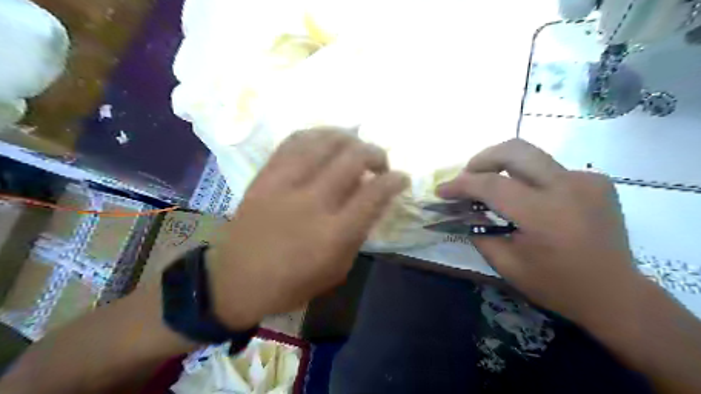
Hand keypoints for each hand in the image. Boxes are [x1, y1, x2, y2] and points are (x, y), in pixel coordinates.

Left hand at [206, 127, 408, 328]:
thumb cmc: (291, 284)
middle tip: (380, 163)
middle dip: (376, 153)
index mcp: (334, 233)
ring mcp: (285, 184)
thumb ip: (357, 232)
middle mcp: (313, 202)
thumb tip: (371, 199)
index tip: (401, 178)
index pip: (375, 193)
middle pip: (353, 158)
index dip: (395, 180)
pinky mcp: (265, 176)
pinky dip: (316, 135)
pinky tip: (325, 140)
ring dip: (348, 138)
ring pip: (324, 142)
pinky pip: (293, 142)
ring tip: (356, 146)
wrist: (235, 281)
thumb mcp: (337, 270)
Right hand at [436, 138, 644, 328]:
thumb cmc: (556, 285)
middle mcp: (567, 187)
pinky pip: (551, 169)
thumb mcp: (507, 265)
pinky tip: (529, 199)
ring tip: (493, 186)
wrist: (615, 294)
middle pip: (515, 150)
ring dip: (504, 167)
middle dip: (482, 158)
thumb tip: (464, 210)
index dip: (461, 184)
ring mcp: (586, 180)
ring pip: (532, 156)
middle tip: (467, 175)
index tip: (442, 190)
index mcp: (543, 214)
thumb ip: (480, 232)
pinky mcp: (596, 181)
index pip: (491, 185)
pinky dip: (531, 179)